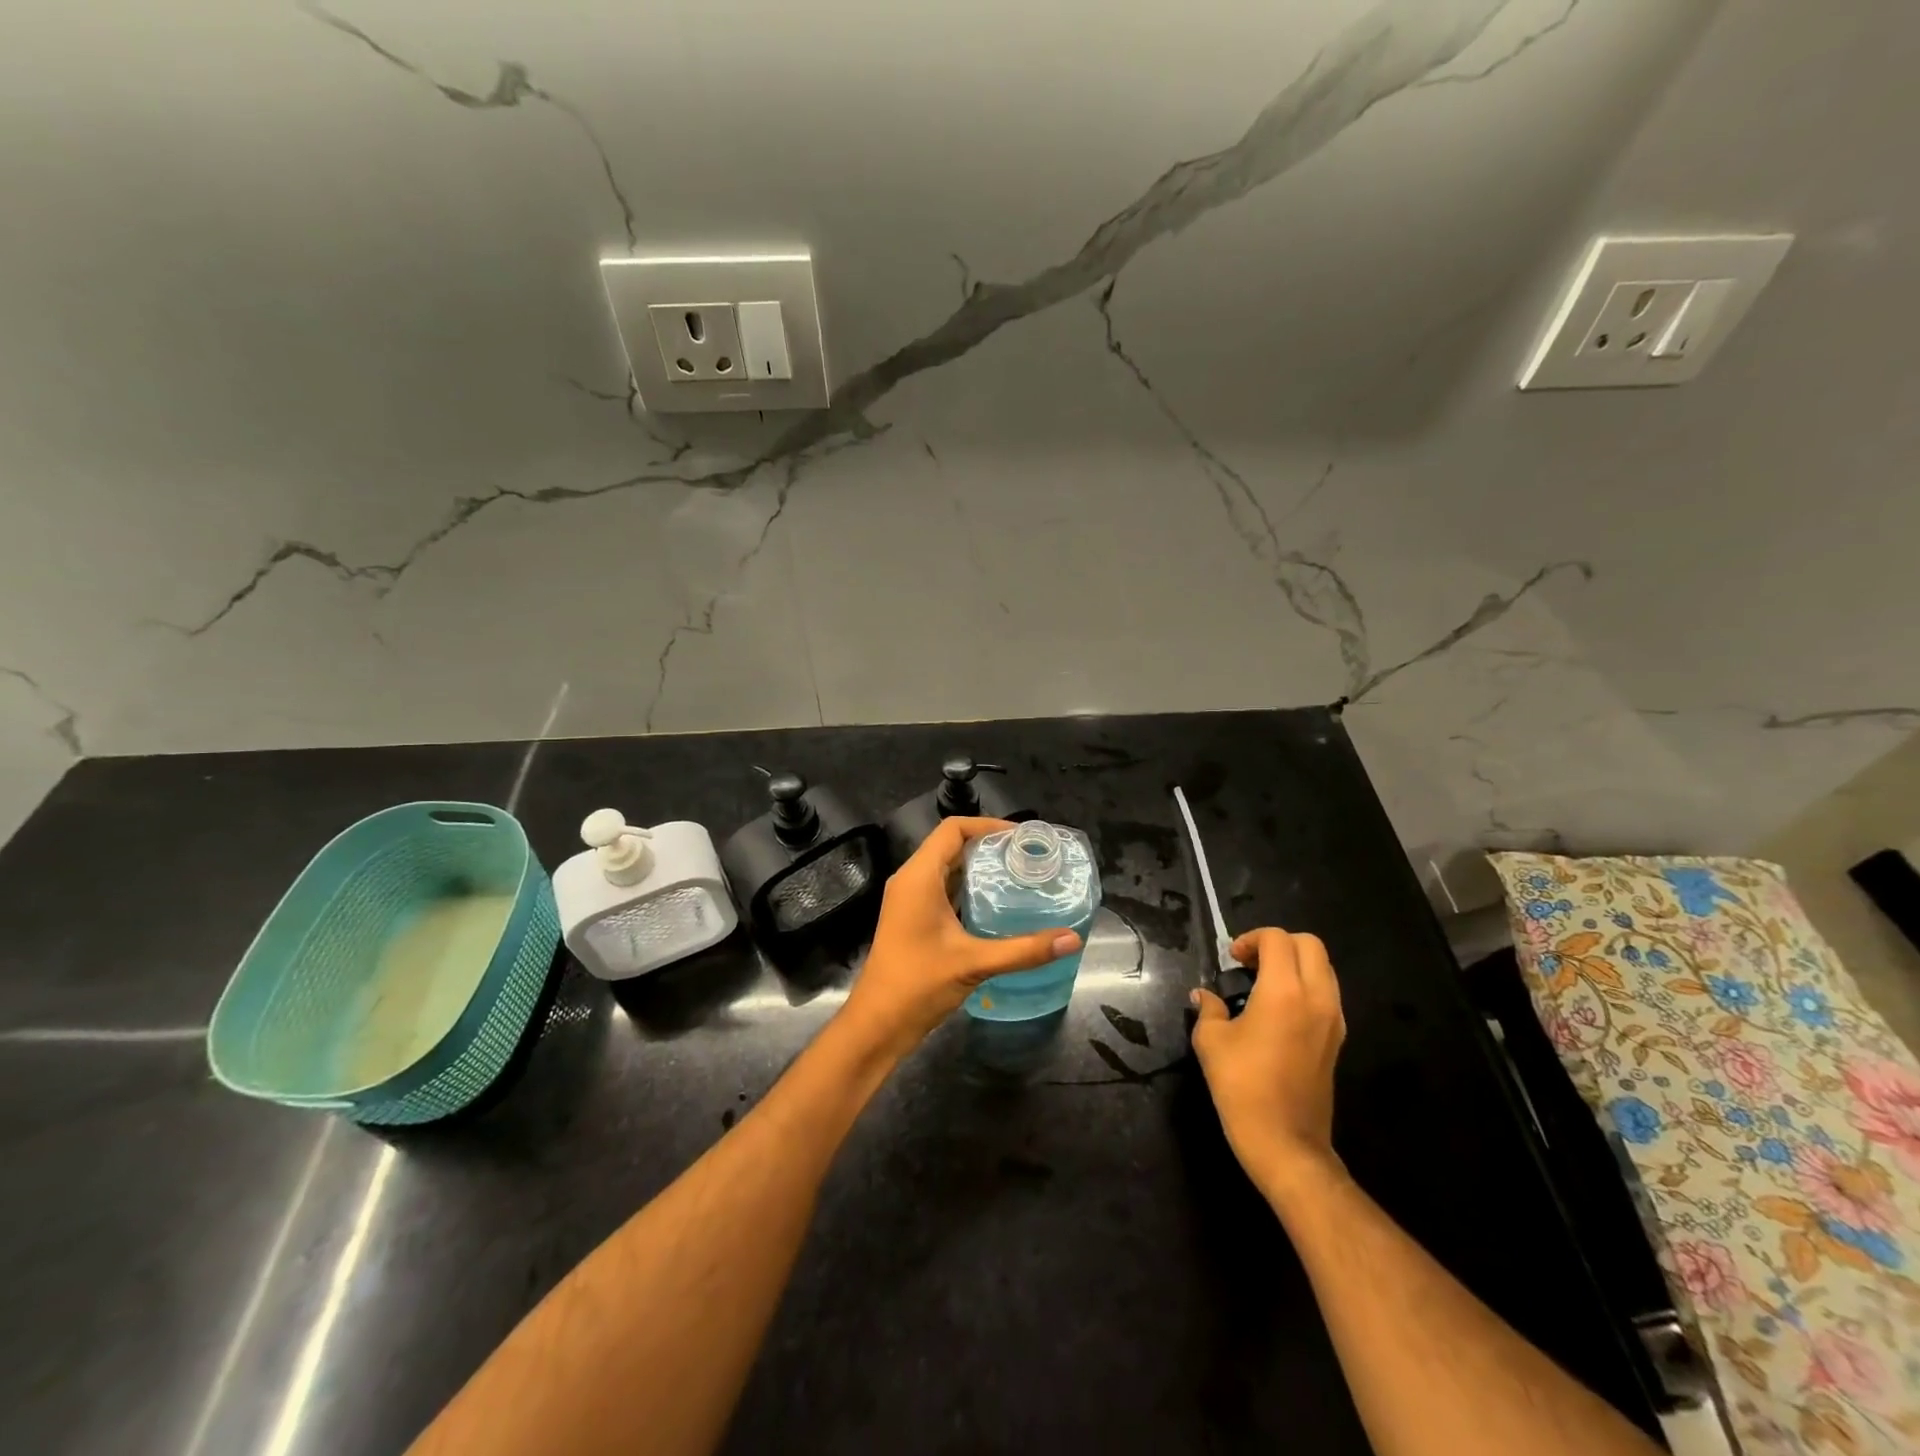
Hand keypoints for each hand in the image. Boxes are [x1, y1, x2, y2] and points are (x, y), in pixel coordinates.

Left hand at [838, 817, 1081, 1060]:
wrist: (878, 1024)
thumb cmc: (918, 984)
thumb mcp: (974, 963)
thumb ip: (1024, 950)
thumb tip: (1072, 939)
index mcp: (919, 877)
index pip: (953, 829)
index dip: (988, 825)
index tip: (1022, 838)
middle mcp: (911, 880)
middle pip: (951, 845)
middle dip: (989, 845)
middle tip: (1027, 857)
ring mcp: (909, 900)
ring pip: (947, 868)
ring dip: (979, 867)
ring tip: (1018, 875)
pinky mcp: (913, 918)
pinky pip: (943, 888)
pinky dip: (968, 888)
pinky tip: (996, 904)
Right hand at [1190, 927, 1345, 1199]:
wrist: (1286, 1142)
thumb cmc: (1242, 1086)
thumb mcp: (1211, 1041)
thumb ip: (1208, 1009)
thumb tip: (1203, 996)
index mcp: (1284, 991)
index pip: (1276, 939)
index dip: (1250, 939)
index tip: (1231, 959)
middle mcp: (1316, 997)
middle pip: (1309, 944)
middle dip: (1278, 943)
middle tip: (1250, 963)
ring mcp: (1333, 1019)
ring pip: (1323, 968)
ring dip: (1295, 964)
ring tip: (1263, 984)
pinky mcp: (1337, 1039)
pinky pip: (1327, 994)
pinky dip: (1306, 986)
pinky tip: (1278, 1009)